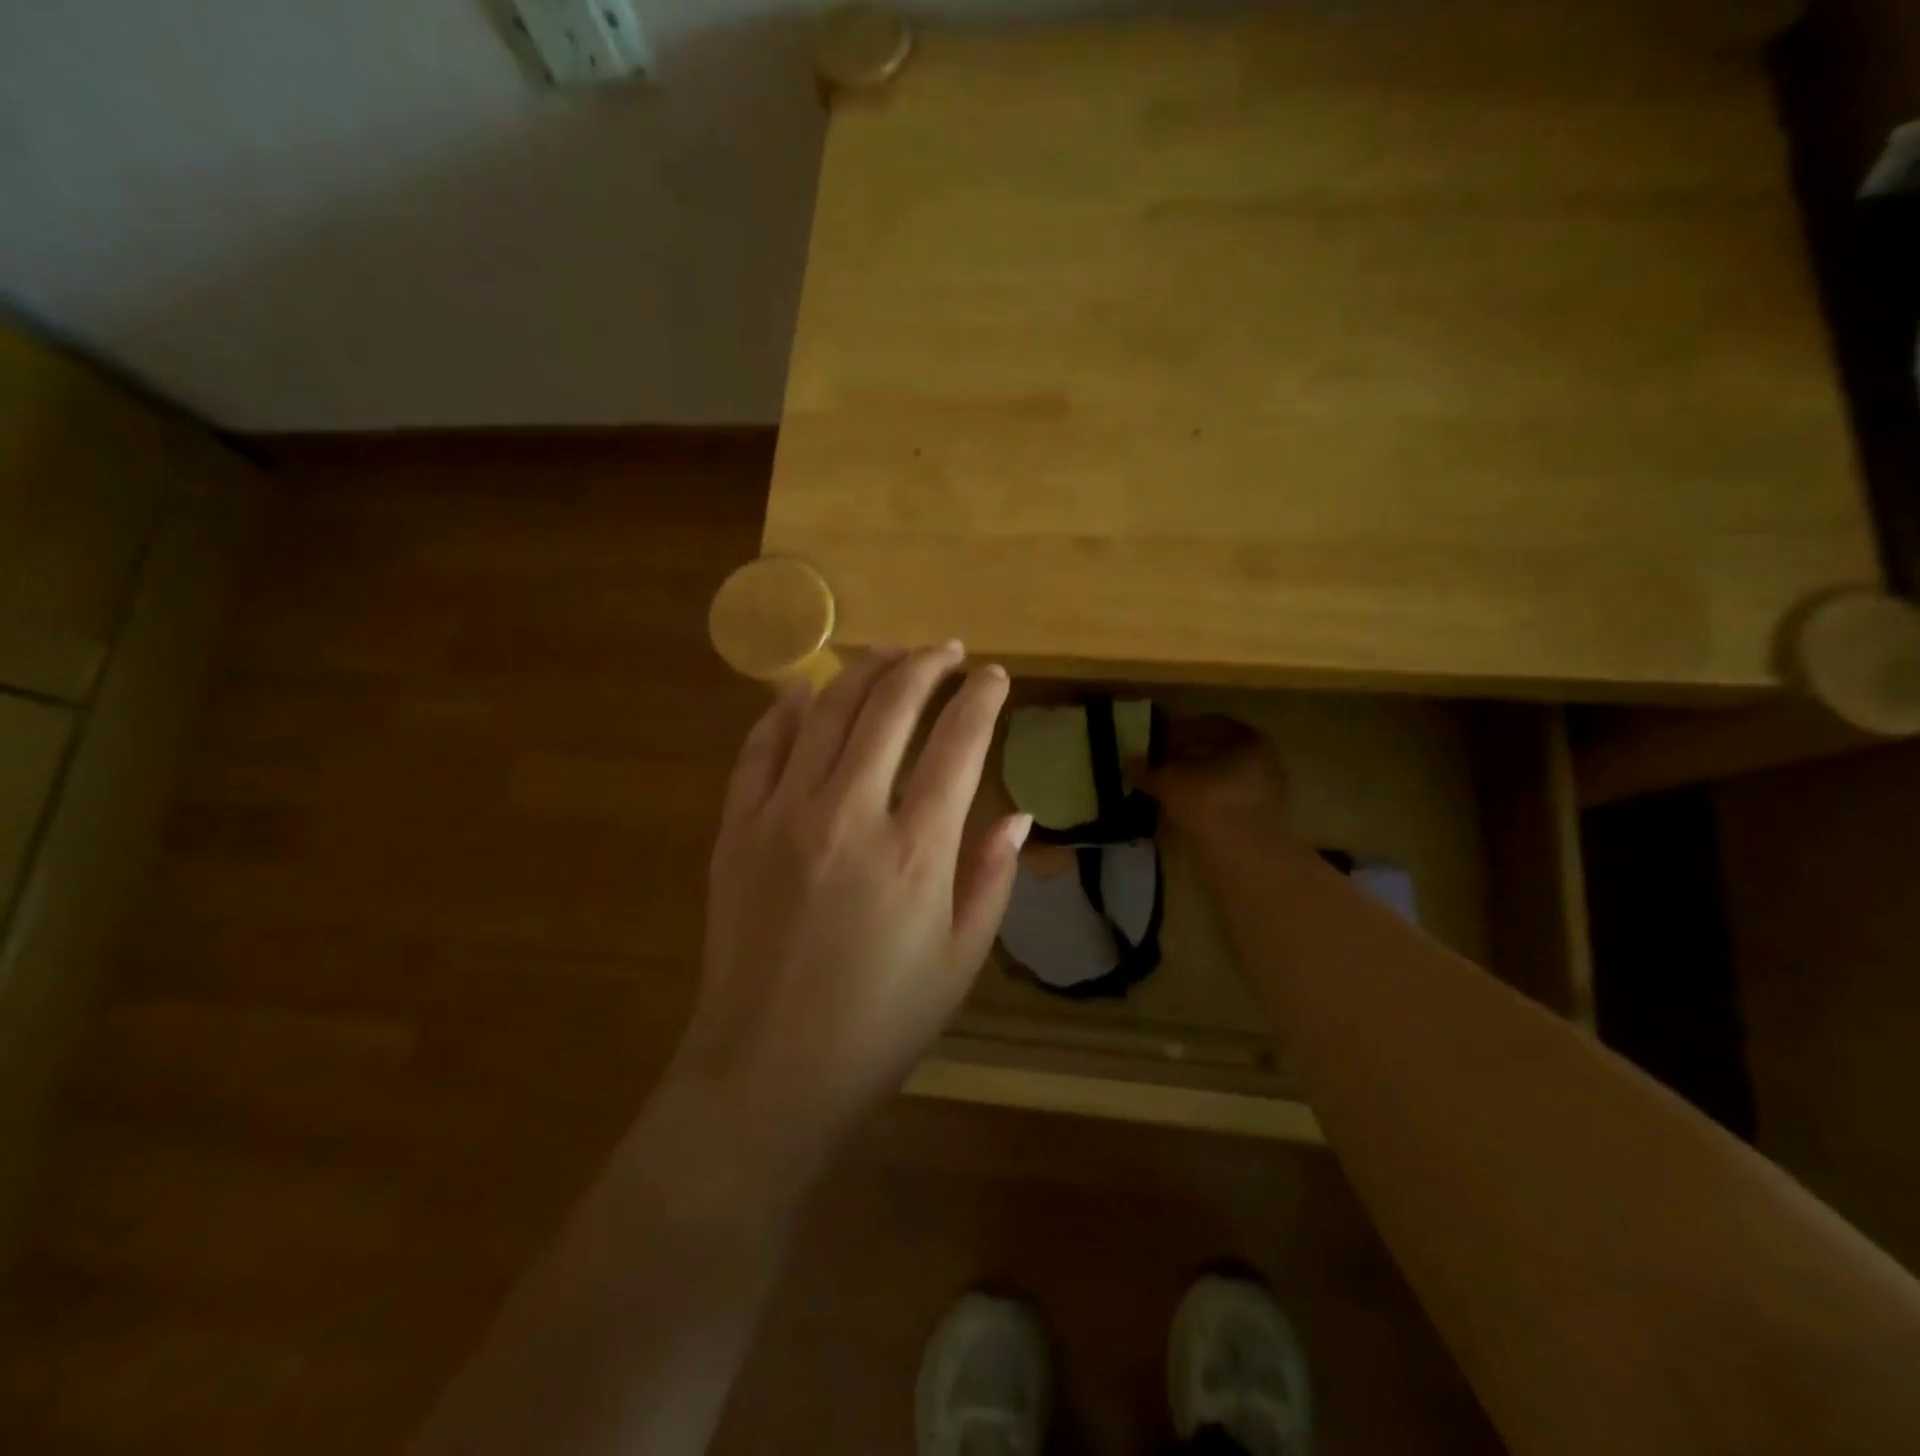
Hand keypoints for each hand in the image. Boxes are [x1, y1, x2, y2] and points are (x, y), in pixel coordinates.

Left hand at [676, 643, 1031, 1149]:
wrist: (769, 1070)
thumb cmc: (881, 1023)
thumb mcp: (961, 960)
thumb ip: (992, 878)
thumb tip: (1017, 815)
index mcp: (916, 851)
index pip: (958, 744)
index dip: (983, 700)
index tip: (996, 677)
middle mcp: (849, 815)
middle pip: (891, 707)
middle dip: (926, 665)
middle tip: (947, 651)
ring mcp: (783, 815)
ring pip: (826, 711)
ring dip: (863, 671)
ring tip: (891, 654)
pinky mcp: (736, 828)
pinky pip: (760, 747)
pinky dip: (784, 709)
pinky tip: (804, 690)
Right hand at [1143, 715, 1289, 846]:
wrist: (1243, 859)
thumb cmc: (1209, 803)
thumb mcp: (1168, 780)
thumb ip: (1147, 769)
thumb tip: (1128, 762)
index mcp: (1250, 741)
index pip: (1209, 725)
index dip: (1178, 730)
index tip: (1155, 741)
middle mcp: (1263, 764)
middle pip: (1215, 755)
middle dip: (1182, 759)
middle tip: (1154, 765)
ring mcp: (1262, 797)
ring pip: (1217, 782)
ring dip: (1189, 785)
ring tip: (1159, 790)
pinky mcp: (1254, 825)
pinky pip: (1220, 806)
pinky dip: (1197, 806)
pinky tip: (1174, 812)